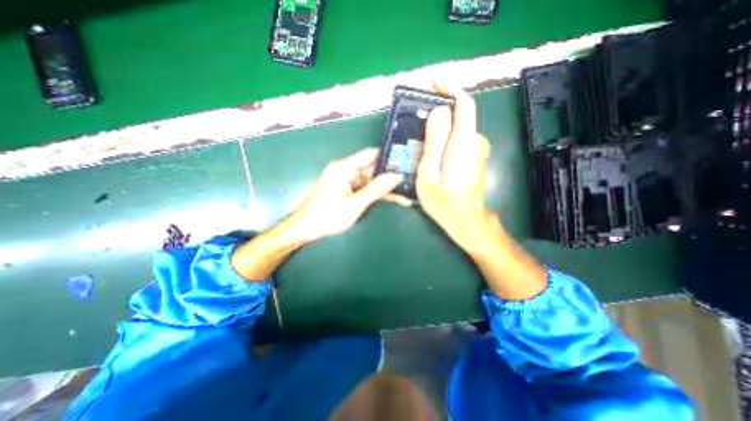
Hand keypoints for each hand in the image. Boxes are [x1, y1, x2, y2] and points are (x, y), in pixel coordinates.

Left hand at [233, 148, 404, 279]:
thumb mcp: (355, 204)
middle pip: (372, 169)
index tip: (406, 161)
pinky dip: (377, 194)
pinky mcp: (348, 189)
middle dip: (390, 176)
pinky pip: (366, 188)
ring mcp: (347, 180)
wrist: (306, 229)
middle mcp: (346, 170)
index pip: (370, 155)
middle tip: (411, 180)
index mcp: (344, 168)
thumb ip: (376, 189)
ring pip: (371, 180)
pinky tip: (394, 199)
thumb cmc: (327, 216)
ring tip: (407, 194)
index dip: (388, 157)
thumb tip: (396, 176)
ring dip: (386, 188)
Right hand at [416, 80, 497, 254]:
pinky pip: (460, 137)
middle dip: (439, 111)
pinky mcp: (476, 155)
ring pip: (458, 127)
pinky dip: (446, 136)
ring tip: (420, 138)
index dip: (450, 89)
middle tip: (417, 119)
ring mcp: (478, 149)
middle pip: (460, 114)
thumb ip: (435, 142)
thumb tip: (438, 112)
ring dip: (440, 126)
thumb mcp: (429, 174)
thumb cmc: (443, 202)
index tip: (433, 84)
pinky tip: (433, 149)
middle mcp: (476, 141)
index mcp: (464, 143)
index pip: (464, 104)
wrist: (465, 219)